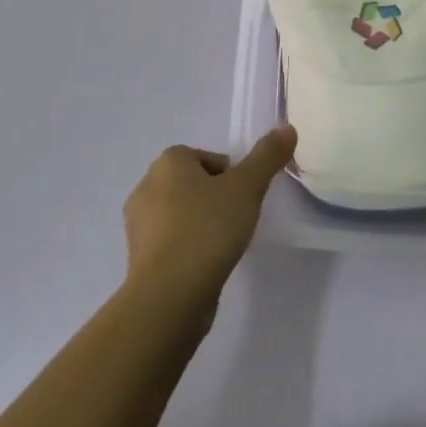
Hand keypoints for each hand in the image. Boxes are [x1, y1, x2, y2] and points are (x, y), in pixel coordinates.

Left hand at [122, 126, 296, 315]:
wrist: (168, 297)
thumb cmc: (207, 229)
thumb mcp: (247, 187)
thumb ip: (267, 157)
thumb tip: (287, 129)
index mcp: (168, 162)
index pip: (205, 158)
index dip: (229, 176)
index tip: (243, 197)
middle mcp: (146, 187)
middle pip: (191, 184)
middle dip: (213, 199)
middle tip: (236, 220)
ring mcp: (138, 227)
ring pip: (179, 215)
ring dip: (199, 225)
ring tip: (222, 247)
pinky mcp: (138, 261)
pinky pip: (170, 245)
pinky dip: (187, 251)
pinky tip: (205, 268)